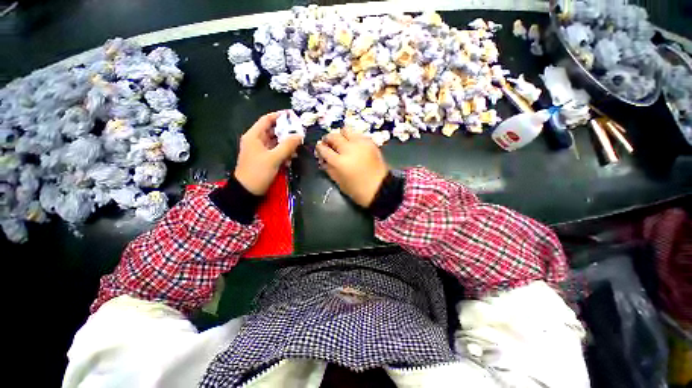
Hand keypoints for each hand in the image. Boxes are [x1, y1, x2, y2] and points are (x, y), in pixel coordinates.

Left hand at [234, 112, 302, 194]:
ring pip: (276, 142)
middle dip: (286, 133)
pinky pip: (276, 152)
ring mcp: (260, 150)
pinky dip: (284, 153)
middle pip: (273, 131)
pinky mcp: (265, 159)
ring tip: (296, 150)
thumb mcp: (274, 158)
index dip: (279, 116)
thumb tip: (299, 136)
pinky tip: (290, 159)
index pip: (267, 120)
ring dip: (287, 145)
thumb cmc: (258, 172)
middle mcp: (256, 140)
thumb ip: (287, 146)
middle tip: (299, 134)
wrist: (247, 191)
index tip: (293, 115)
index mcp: (254, 136)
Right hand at [315, 128, 388, 206]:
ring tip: (341, 142)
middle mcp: (348, 149)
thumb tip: (323, 159)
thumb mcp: (339, 182)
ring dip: (341, 135)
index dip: (319, 148)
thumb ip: (329, 168)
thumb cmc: (357, 190)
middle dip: (328, 139)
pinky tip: (353, 144)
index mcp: (339, 162)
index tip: (320, 148)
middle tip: (329, 143)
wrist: (379, 188)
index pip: (323, 149)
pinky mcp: (370, 142)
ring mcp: (360, 144)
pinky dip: (353, 137)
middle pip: (333, 136)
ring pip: (346, 130)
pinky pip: (358, 134)